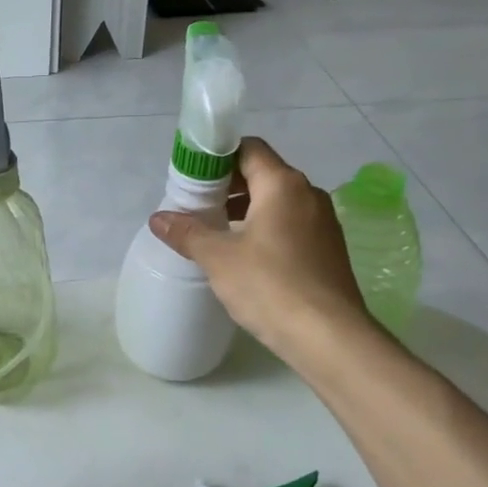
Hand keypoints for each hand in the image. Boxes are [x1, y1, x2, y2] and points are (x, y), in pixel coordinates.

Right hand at [148, 136, 369, 354]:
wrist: (329, 338)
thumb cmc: (270, 285)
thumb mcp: (218, 258)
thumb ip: (187, 232)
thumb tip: (158, 219)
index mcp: (283, 184)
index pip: (248, 148)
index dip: (217, 156)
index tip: (191, 176)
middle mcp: (308, 194)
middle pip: (262, 173)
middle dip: (227, 185)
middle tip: (196, 205)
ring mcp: (323, 222)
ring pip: (277, 201)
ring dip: (245, 208)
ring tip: (215, 231)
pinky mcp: (328, 249)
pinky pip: (290, 224)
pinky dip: (264, 228)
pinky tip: (244, 255)